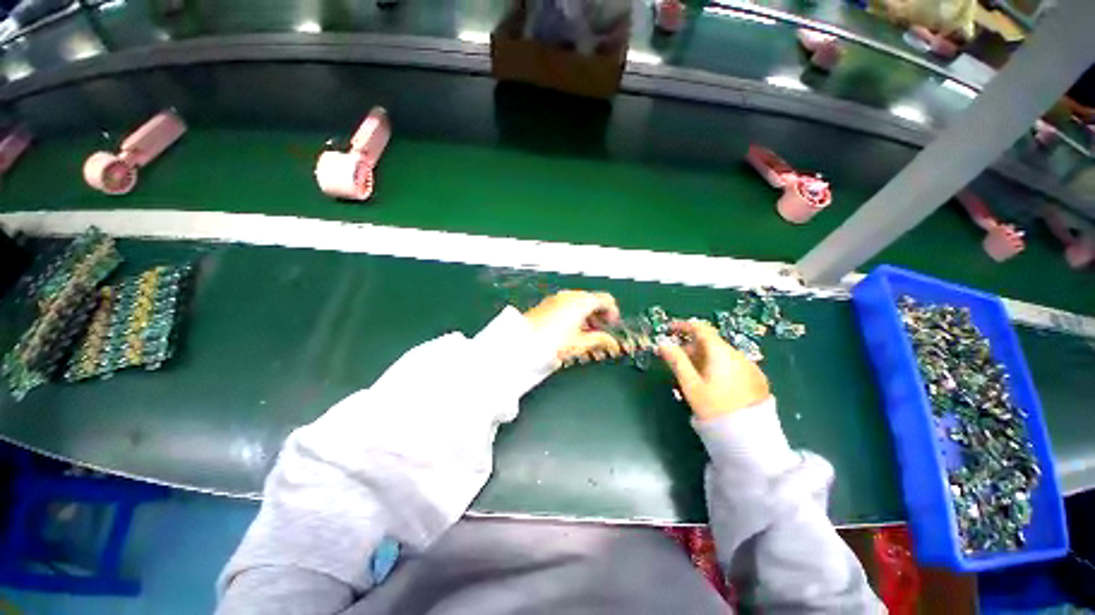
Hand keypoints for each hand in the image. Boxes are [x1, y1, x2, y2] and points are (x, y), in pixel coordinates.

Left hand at [523, 291, 621, 366]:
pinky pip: (568, 305)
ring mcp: (558, 298)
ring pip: (580, 303)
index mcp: (582, 301)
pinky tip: (572, 331)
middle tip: (602, 332)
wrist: (523, 341)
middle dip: (600, 317)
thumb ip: (600, 340)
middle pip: (593, 301)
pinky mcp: (548, 304)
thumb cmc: (549, 341)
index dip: (613, 314)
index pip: (607, 300)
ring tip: (587, 335)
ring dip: (587, 316)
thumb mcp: (580, 343)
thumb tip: (611, 342)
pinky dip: (575, 315)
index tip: (613, 326)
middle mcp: (570, 296)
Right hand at [658, 319, 769, 420]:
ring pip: (721, 354)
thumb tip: (662, 343)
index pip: (700, 329)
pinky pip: (732, 364)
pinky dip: (718, 365)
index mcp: (720, 352)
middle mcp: (737, 354)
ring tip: (692, 374)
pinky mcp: (756, 378)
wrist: (749, 437)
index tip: (669, 330)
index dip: (683, 326)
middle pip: (710, 342)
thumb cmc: (714, 407)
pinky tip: (712, 382)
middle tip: (676, 359)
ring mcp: (749, 366)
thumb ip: (676, 361)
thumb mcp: (690, 384)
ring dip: (704, 357)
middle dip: (691, 346)